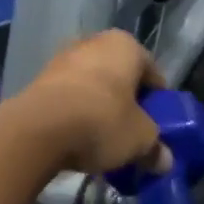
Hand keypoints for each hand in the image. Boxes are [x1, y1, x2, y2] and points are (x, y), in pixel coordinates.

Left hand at [22, 30, 170, 175]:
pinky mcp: (39, 79)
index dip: (158, 102)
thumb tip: (165, 161)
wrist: (38, 129)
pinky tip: (78, 139)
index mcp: (125, 45)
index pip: (153, 73)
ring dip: (100, 109)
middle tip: (132, 134)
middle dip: (126, 104)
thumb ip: (155, 148)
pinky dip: (76, 114)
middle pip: (120, 77)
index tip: (158, 127)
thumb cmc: (102, 121)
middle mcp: (94, 42)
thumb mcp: (140, 140)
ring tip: (104, 140)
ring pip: (93, 86)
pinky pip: (69, 97)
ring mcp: (62, 59)